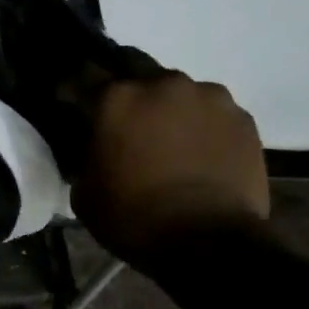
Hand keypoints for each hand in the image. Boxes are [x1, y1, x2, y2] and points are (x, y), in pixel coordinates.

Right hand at [70, 72, 270, 257]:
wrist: (209, 244)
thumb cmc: (134, 220)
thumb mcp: (85, 195)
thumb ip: (84, 156)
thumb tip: (90, 144)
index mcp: (116, 100)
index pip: (82, 75)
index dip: (70, 88)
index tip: (67, 101)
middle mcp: (162, 85)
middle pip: (133, 65)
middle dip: (122, 84)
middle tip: (120, 115)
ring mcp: (208, 96)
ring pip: (177, 89)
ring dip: (165, 106)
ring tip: (166, 137)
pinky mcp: (242, 117)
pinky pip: (211, 111)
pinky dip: (199, 125)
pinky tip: (198, 152)